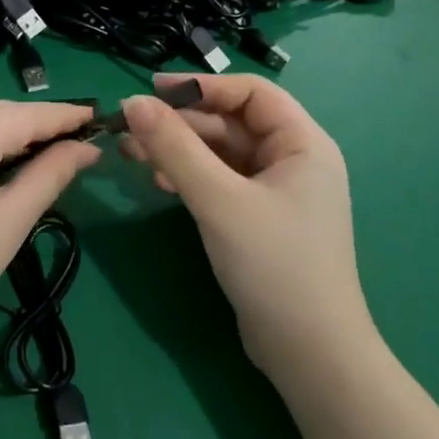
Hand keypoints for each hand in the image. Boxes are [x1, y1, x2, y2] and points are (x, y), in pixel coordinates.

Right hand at [122, 73, 371, 375]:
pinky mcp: (259, 219)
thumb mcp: (219, 199)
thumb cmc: (273, 264)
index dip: (201, 86)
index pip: (250, 93)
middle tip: (129, 130)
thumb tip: (132, 103)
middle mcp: (293, 160)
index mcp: (302, 143)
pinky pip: (221, 181)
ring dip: (178, 150)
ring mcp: (277, 192)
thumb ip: (174, 147)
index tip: (151, 91)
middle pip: (231, 123)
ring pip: (221, 154)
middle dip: (180, 124)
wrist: (309, 352)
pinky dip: (190, 177)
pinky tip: (159, 184)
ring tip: (132, 156)